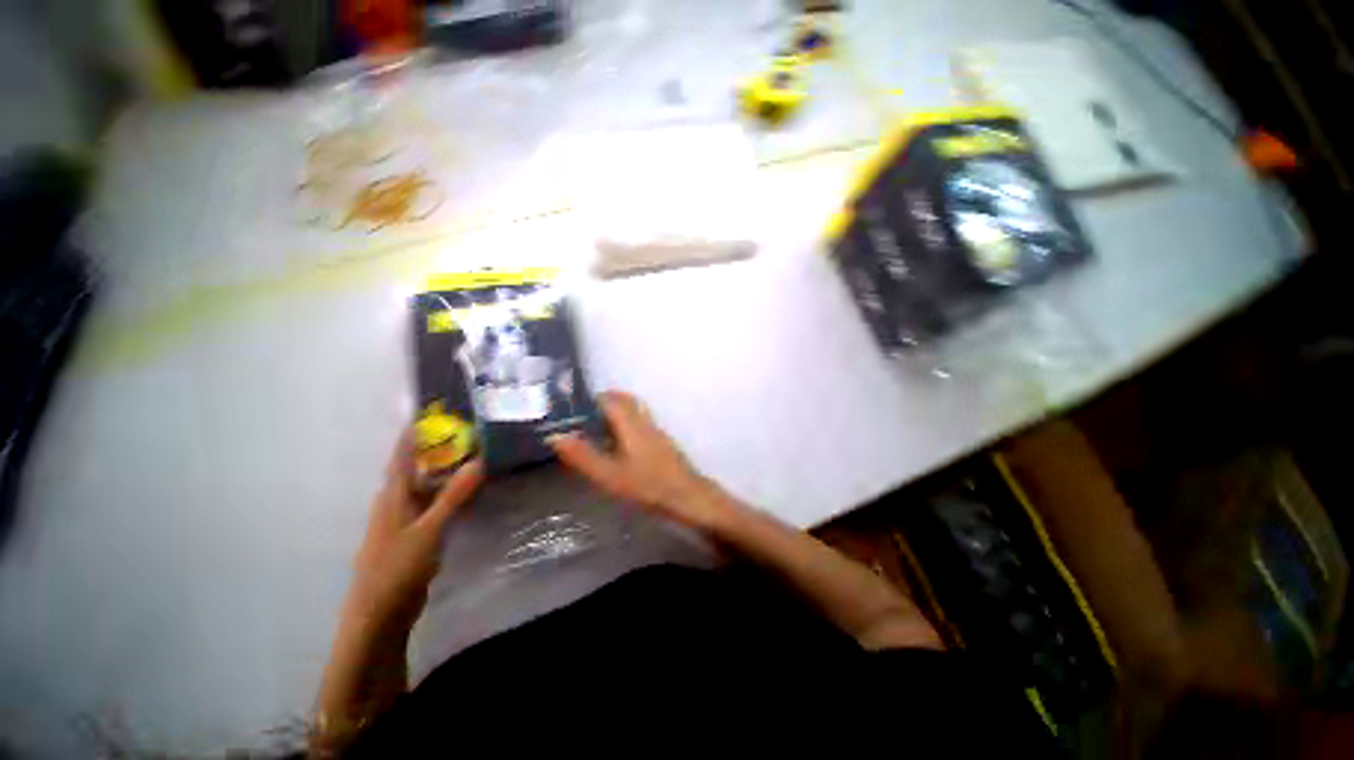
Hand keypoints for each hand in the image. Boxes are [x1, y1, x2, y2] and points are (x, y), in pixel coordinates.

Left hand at [345, 431, 484, 632]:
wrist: (380, 615)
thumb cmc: (398, 567)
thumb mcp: (430, 528)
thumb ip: (454, 495)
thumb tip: (479, 460)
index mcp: (392, 496)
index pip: (401, 457)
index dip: (412, 435)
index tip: (428, 413)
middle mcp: (395, 504)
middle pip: (414, 470)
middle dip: (435, 450)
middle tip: (465, 433)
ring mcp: (403, 522)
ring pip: (425, 489)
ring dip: (443, 473)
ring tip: (471, 457)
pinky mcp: (413, 537)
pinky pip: (431, 506)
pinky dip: (447, 495)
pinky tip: (466, 495)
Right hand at [550, 391, 731, 531]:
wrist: (688, 496)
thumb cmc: (648, 486)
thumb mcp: (610, 475)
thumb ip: (583, 456)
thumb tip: (556, 436)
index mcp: (631, 424)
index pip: (611, 399)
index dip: (592, 398)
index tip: (574, 405)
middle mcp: (645, 422)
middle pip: (625, 401)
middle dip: (605, 402)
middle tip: (585, 414)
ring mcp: (657, 431)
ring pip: (636, 411)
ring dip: (618, 412)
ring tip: (599, 428)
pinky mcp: (663, 442)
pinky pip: (642, 423)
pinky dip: (628, 424)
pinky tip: (621, 444)